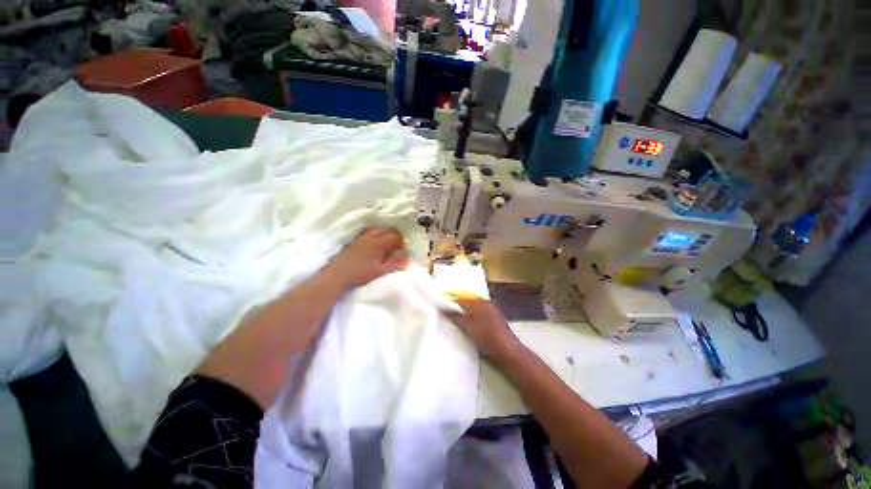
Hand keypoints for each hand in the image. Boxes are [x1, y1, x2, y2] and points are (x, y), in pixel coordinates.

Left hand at [324, 227, 409, 288]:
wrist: (337, 275)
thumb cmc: (360, 274)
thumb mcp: (380, 271)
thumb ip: (395, 264)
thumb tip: (408, 258)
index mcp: (378, 243)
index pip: (394, 235)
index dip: (401, 241)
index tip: (402, 249)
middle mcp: (370, 236)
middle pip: (386, 230)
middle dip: (394, 236)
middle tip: (396, 246)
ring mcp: (361, 237)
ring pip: (377, 230)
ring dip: (384, 235)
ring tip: (386, 246)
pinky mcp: (354, 241)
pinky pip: (369, 233)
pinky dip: (376, 236)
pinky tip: (374, 246)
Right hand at [444, 298, 522, 360]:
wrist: (509, 353)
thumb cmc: (488, 337)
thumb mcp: (468, 327)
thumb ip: (455, 317)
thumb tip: (443, 308)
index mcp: (480, 302)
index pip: (462, 297)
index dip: (450, 300)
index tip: (439, 304)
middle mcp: (486, 304)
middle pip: (467, 303)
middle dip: (456, 307)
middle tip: (442, 313)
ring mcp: (491, 313)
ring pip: (472, 310)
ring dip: (462, 314)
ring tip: (450, 320)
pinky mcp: (493, 323)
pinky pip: (477, 317)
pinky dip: (469, 320)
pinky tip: (463, 327)